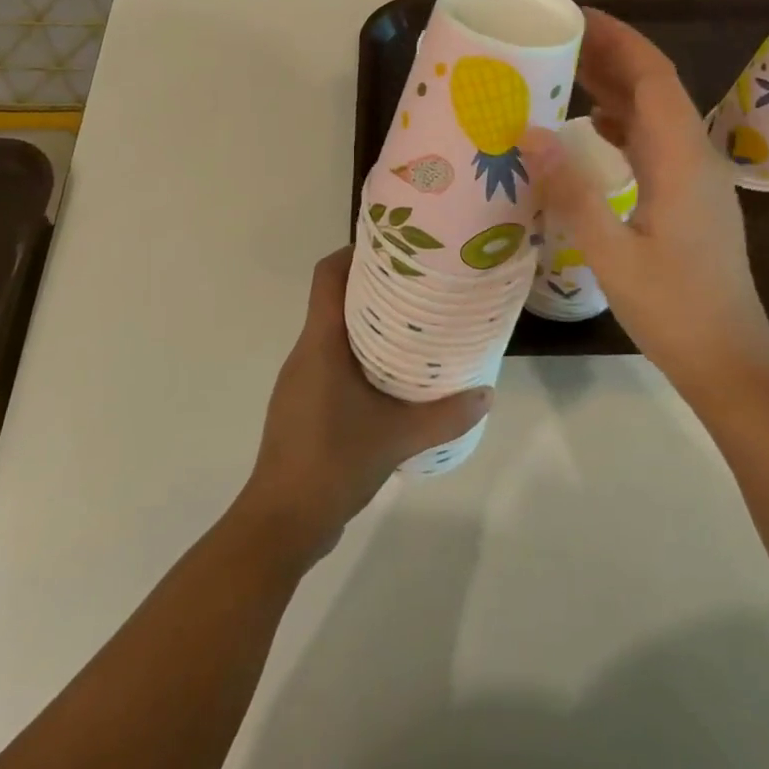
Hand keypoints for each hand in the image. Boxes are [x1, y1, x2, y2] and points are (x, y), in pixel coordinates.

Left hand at [238, 249, 491, 564]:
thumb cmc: (333, 462)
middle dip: (373, 287)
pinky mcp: (302, 405)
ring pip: (333, 333)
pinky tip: (390, 380)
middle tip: (419, 286)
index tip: (394, 247)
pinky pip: (331, 362)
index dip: (354, 252)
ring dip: (367, 325)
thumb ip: (446, 415)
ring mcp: (300, 380)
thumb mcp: (399, 437)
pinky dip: (359, 357)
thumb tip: (487, 394)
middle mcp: (305, 352)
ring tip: (413, 328)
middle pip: (334, 300)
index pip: (327, 275)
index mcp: (320, 343)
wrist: (282, 521)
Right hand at [522, 9, 768, 401]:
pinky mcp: (690, 198)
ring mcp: (696, 178)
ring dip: (615, 88)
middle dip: (610, 56)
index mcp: (682, 159)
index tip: (573, 17)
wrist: (728, 359)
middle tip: (555, 40)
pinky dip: (623, 123)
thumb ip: (572, 192)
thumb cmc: (673, 310)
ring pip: (655, 114)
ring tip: (564, 74)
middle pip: (655, 88)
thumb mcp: (612, 254)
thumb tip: (529, 132)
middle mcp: (695, 156)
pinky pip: (655, 142)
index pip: (652, 77)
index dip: (617, 40)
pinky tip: (593, 128)